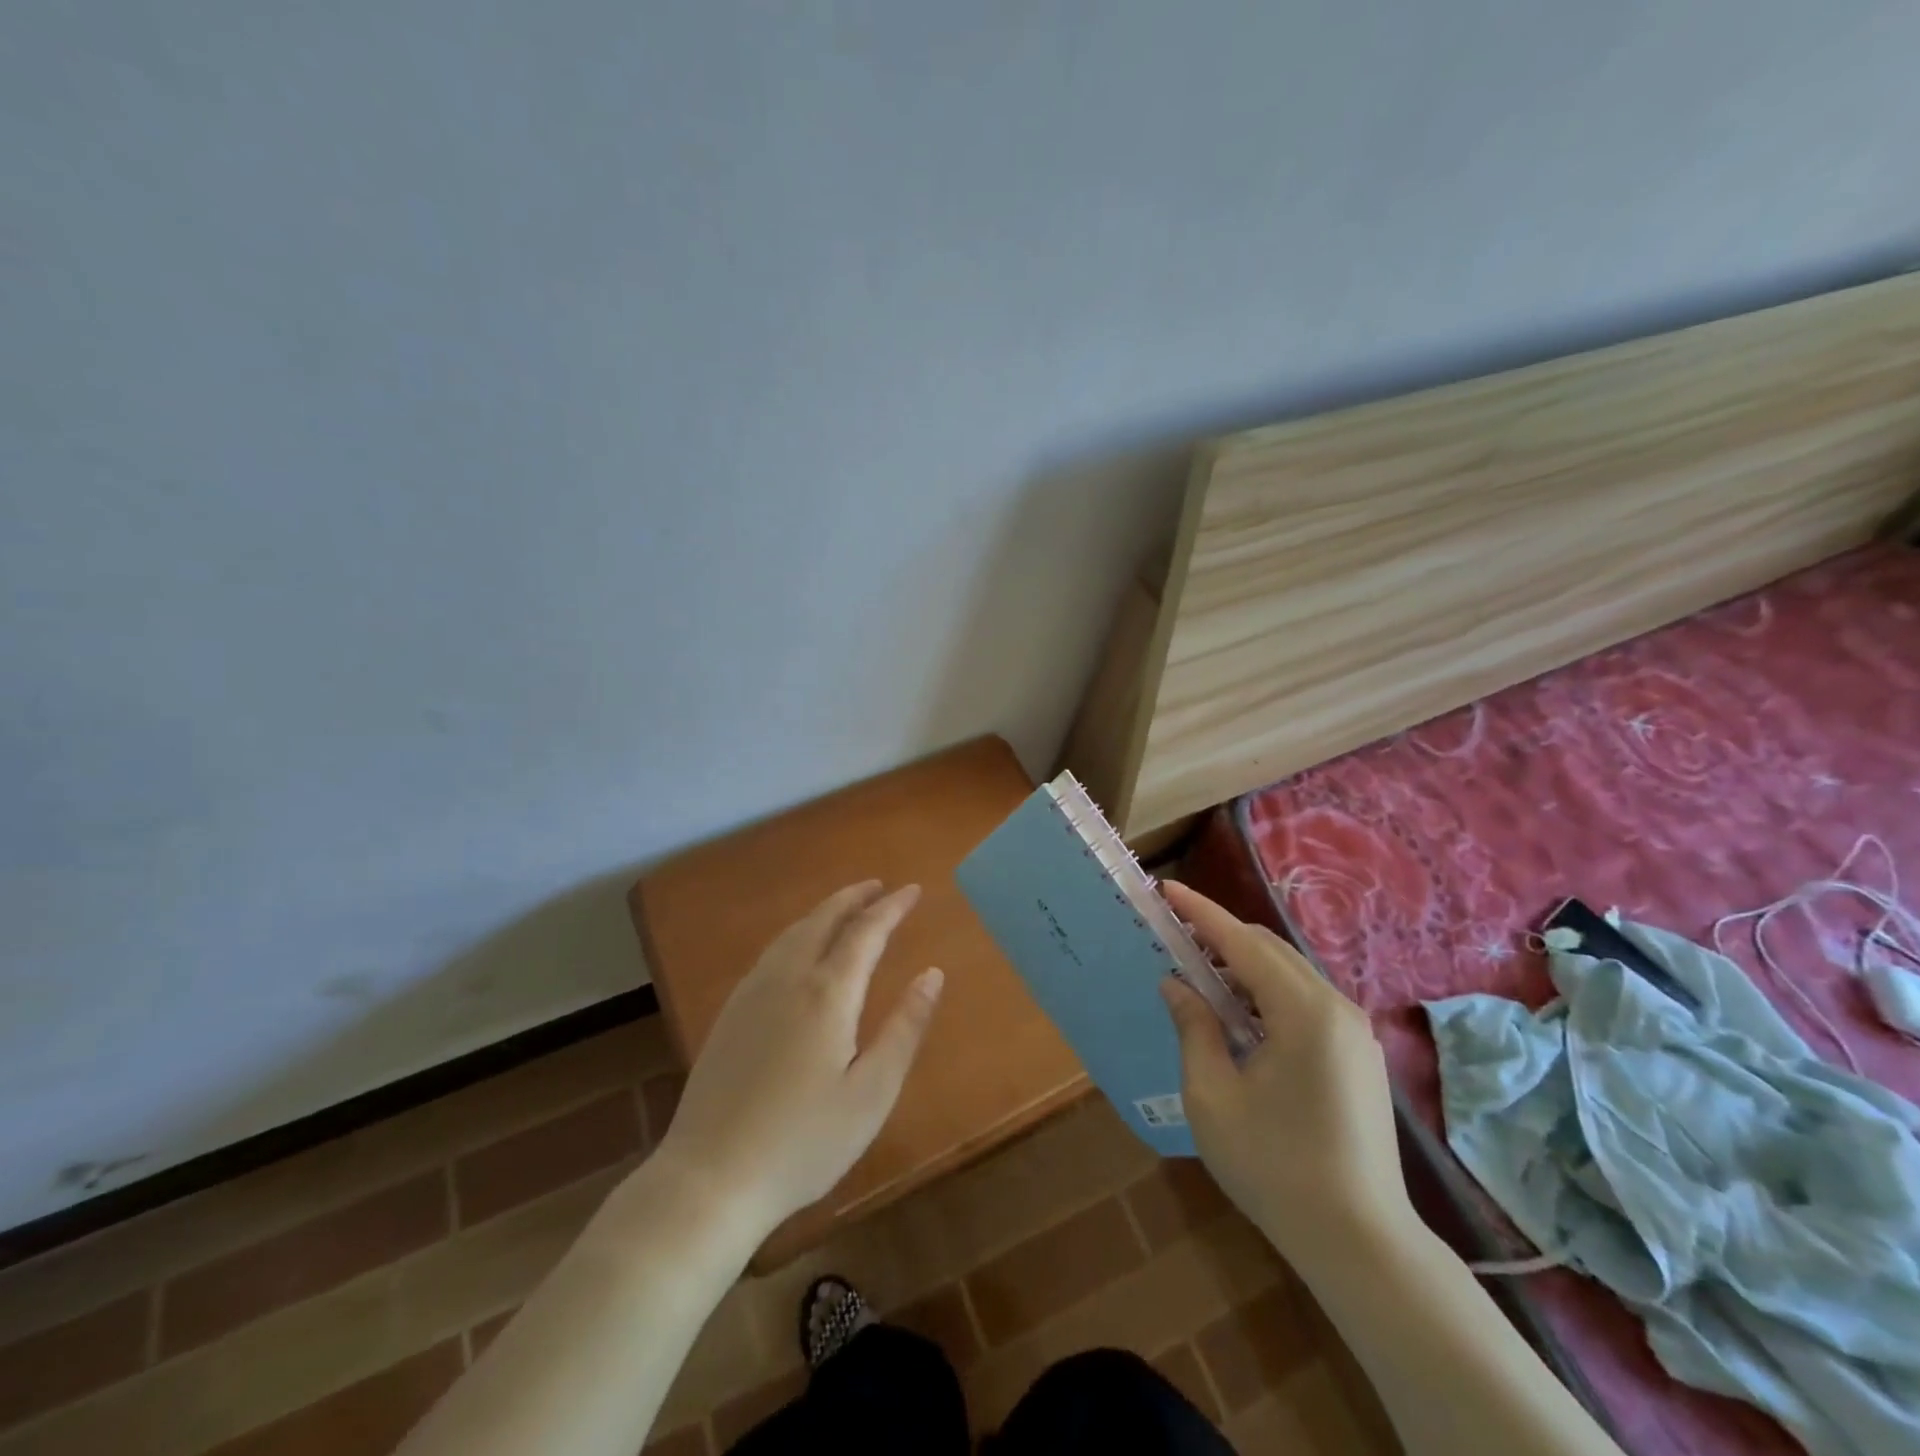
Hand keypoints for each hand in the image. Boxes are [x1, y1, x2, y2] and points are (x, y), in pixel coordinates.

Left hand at [652, 882, 943, 1237]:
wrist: (709, 1178)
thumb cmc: (803, 1142)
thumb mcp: (872, 1093)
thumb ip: (905, 1028)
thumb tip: (932, 975)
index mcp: (827, 993)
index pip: (866, 932)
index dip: (892, 908)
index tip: (913, 890)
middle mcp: (788, 979)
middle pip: (823, 920)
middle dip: (854, 898)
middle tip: (879, 886)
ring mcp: (752, 994)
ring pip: (793, 933)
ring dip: (824, 912)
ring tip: (846, 907)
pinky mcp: (730, 1014)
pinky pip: (771, 953)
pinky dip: (797, 934)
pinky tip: (799, 950)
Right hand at [1158, 882, 1414, 1265]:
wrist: (1361, 1243)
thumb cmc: (1274, 1167)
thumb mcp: (1213, 1096)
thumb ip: (1194, 1028)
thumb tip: (1178, 984)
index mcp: (1303, 1012)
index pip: (1242, 942)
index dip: (1201, 913)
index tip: (1167, 888)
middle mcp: (1336, 1008)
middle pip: (1270, 950)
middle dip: (1221, 938)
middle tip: (1176, 941)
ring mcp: (1354, 1032)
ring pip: (1289, 974)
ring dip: (1243, 967)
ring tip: (1201, 980)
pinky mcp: (1359, 1055)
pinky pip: (1305, 1001)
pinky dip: (1267, 993)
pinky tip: (1241, 1018)